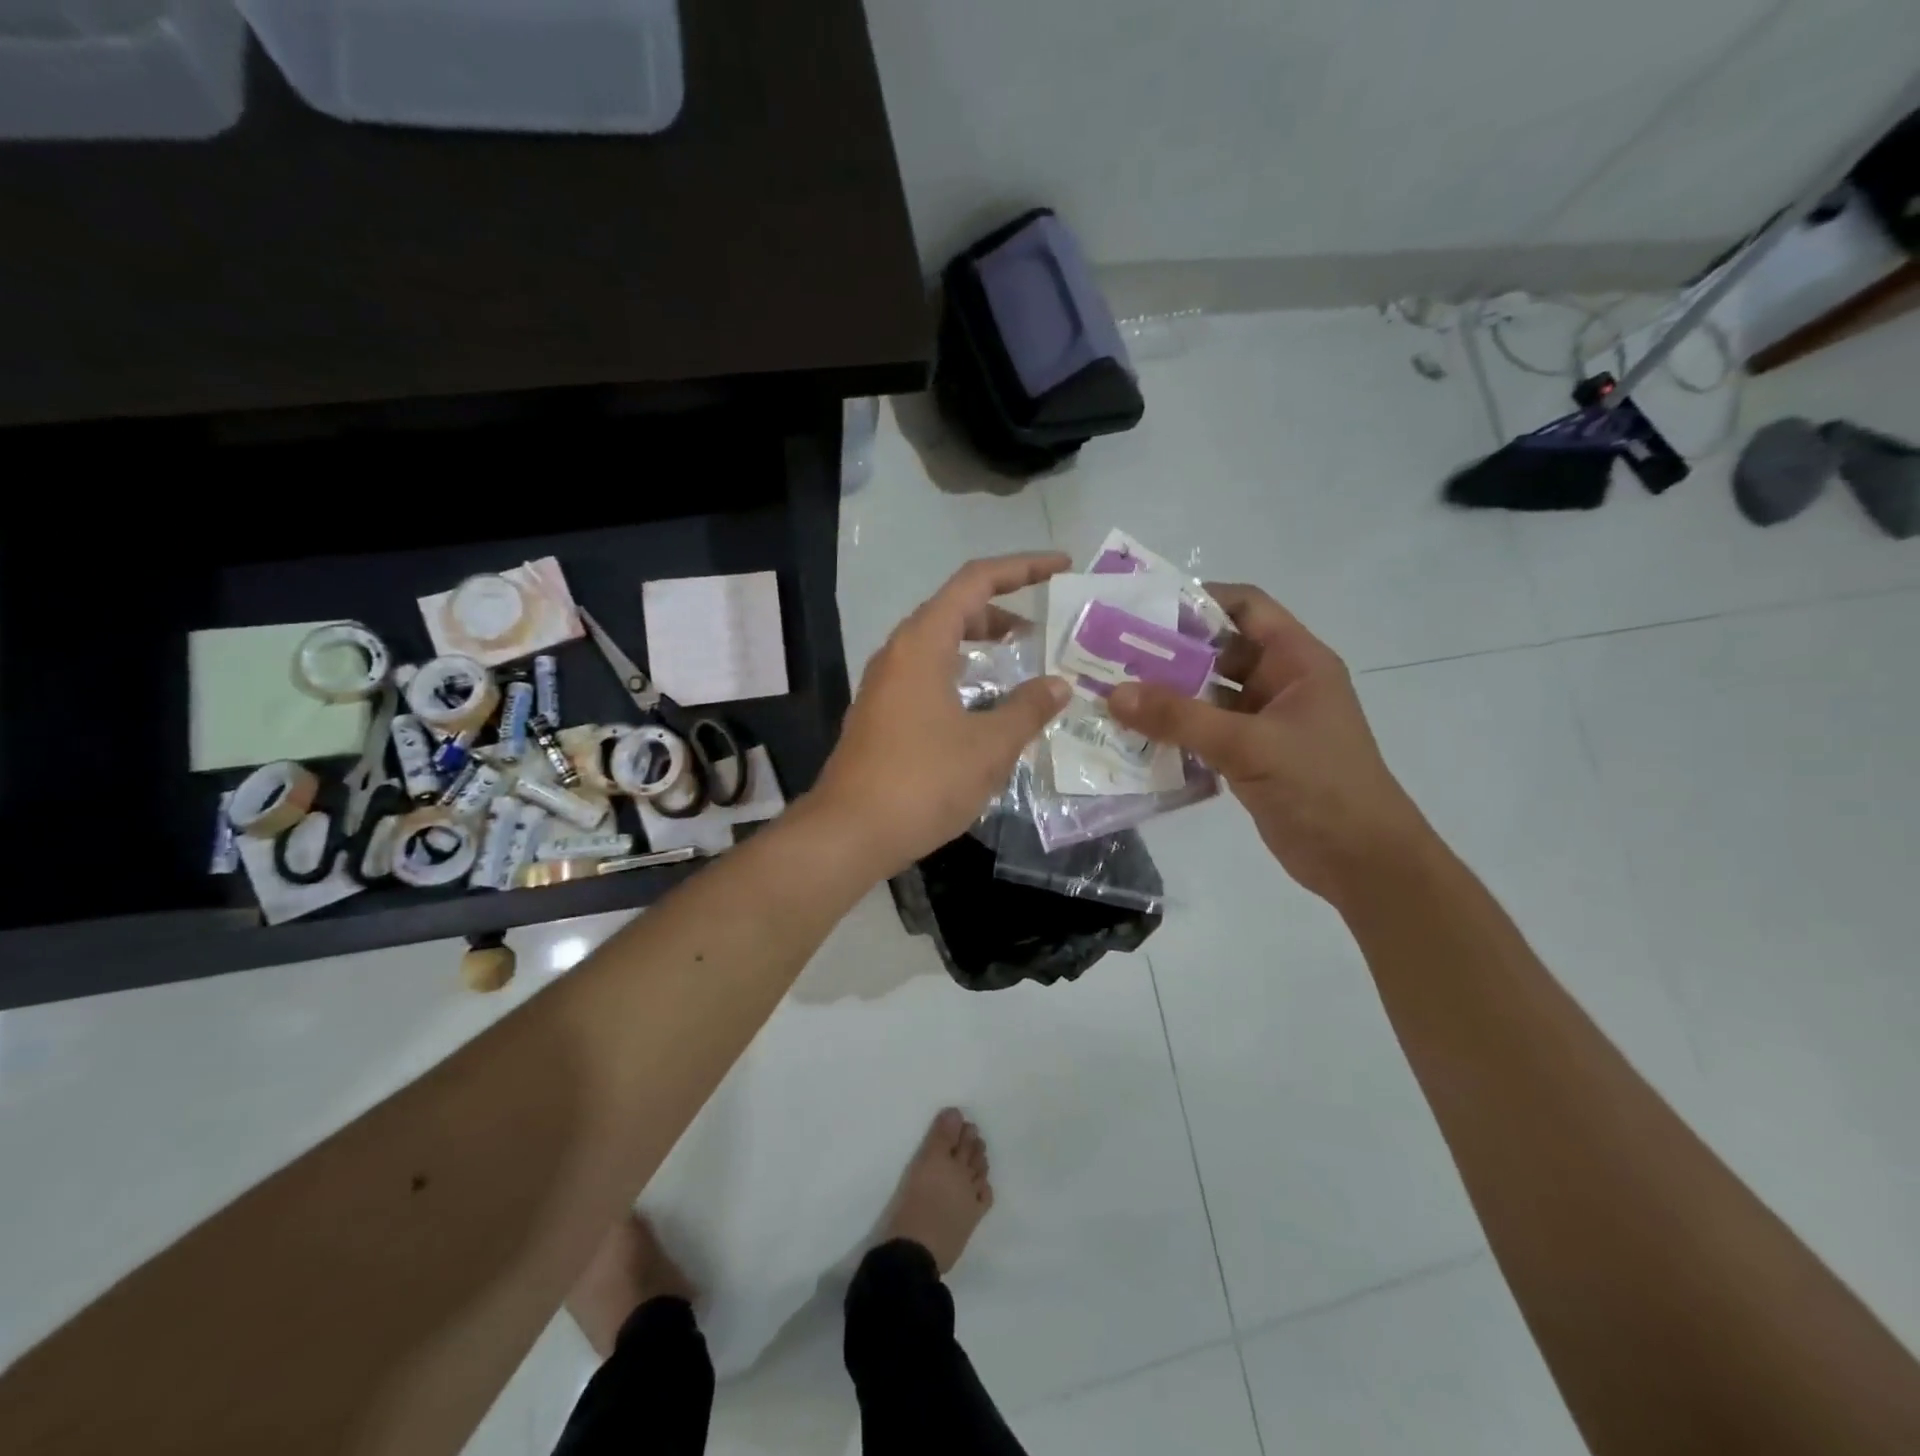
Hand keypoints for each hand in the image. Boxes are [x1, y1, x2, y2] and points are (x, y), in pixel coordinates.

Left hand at [811, 553, 1072, 877]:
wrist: (850, 832)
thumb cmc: (923, 781)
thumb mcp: (989, 745)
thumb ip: (1028, 709)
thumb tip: (1058, 685)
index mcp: (923, 643)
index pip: (976, 581)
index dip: (1022, 567)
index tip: (1061, 567)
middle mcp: (899, 653)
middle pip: (954, 608)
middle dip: (1001, 608)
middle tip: (1043, 627)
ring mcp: (885, 684)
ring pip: (938, 643)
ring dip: (979, 642)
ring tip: (1019, 658)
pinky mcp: (881, 714)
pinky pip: (927, 673)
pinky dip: (960, 672)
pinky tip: (983, 703)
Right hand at [1108, 584, 1431, 904]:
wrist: (1362, 862)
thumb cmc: (1320, 787)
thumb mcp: (1249, 746)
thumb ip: (1180, 718)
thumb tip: (1115, 694)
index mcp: (1297, 662)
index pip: (1247, 608)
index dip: (1200, 601)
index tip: (1144, 610)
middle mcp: (1281, 683)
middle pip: (1220, 651)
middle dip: (1170, 653)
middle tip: (1114, 656)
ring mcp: (1265, 722)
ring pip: (1209, 695)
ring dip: (1168, 696)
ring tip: (1114, 694)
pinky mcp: (1251, 757)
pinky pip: (1206, 732)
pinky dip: (1175, 731)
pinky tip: (1135, 737)